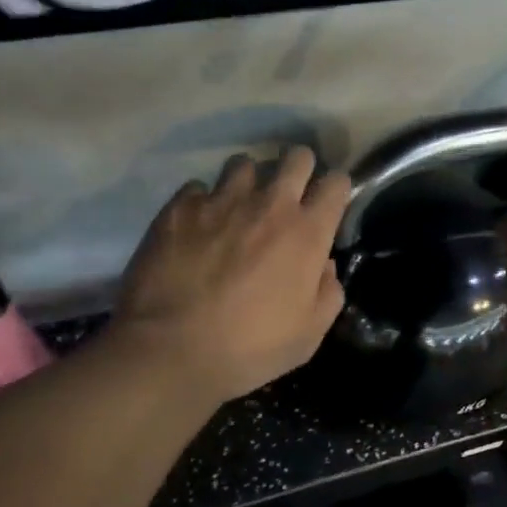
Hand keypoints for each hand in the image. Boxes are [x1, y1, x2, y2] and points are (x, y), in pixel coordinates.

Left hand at [111, 148, 351, 403]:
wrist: (170, 350)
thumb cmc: (248, 350)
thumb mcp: (307, 337)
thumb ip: (327, 294)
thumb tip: (325, 266)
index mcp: (306, 233)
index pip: (336, 182)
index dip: (335, 190)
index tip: (326, 206)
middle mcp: (268, 204)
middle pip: (295, 156)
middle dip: (298, 170)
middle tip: (288, 197)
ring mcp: (220, 200)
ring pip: (244, 164)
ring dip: (248, 182)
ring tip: (237, 208)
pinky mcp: (179, 207)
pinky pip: (198, 189)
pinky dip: (203, 203)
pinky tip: (197, 228)